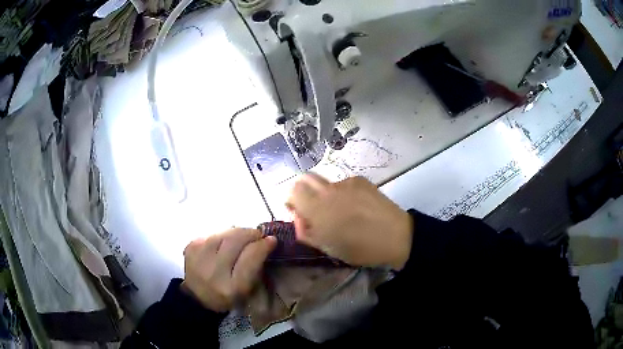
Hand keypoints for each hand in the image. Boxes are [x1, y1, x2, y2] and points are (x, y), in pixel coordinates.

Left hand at [182, 228, 276, 311]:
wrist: (197, 298)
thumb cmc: (227, 296)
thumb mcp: (246, 289)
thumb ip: (256, 266)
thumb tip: (266, 241)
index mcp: (232, 287)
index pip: (250, 257)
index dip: (263, 245)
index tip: (271, 240)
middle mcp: (214, 271)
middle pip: (235, 240)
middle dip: (250, 233)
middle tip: (258, 234)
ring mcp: (199, 257)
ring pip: (223, 233)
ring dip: (237, 231)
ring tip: (243, 235)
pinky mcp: (190, 248)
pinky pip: (211, 234)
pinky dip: (222, 234)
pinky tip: (225, 241)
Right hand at [286, 174, 412, 269]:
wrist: (396, 236)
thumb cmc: (359, 248)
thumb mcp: (327, 247)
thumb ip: (306, 231)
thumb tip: (299, 217)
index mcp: (317, 208)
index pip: (292, 191)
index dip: (291, 200)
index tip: (297, 211)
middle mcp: (328, 190)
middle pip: (304, 178)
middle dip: (303, 191)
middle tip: (311, 208)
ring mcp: (346, 183)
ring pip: (325, 181)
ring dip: (323, 193)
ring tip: (338, 210)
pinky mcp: (360, 180)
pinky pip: (342, 183)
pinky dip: (341, 193)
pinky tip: (355, 206)